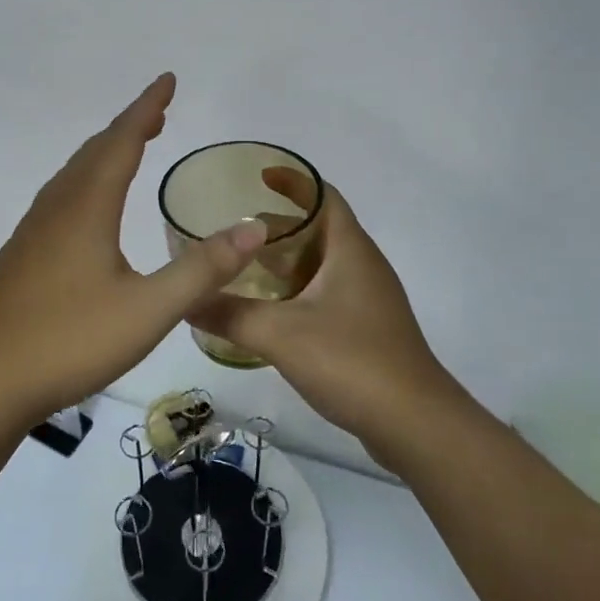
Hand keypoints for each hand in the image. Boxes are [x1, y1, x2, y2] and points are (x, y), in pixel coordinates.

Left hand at [0, 74, 268, 427]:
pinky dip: (87, 179)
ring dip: (105, 152)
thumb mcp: (148, 310)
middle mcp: (58, 207)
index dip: (147, 108)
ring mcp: (34, 230)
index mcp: (87, 207)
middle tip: (159, 113)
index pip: (122, 141)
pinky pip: (61, 196)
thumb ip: (202, 269)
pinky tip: (91, 206)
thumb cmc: (69, 341)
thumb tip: (253, 230)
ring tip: (131, 147)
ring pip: (73, 173)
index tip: (168, 80)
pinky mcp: (23, 254)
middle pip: (95, 151)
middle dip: (129, 126)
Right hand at [189, 171, 460, 465]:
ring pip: (321, 264)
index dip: (292, 180)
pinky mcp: (367, 328)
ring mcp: (368, 298)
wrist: (415, 424)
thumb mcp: (280, 334)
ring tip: (243, 270)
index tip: (257, 176)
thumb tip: (184, 300)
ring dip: (285, 262)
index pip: (322, 195)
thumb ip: (229, 315)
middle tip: (234, 234)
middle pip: (318, 229)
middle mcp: (363, 265)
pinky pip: (326, 293)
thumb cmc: (352, 361)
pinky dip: (297, 291)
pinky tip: (270, 314)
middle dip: (277, 227)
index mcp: (350, 249)